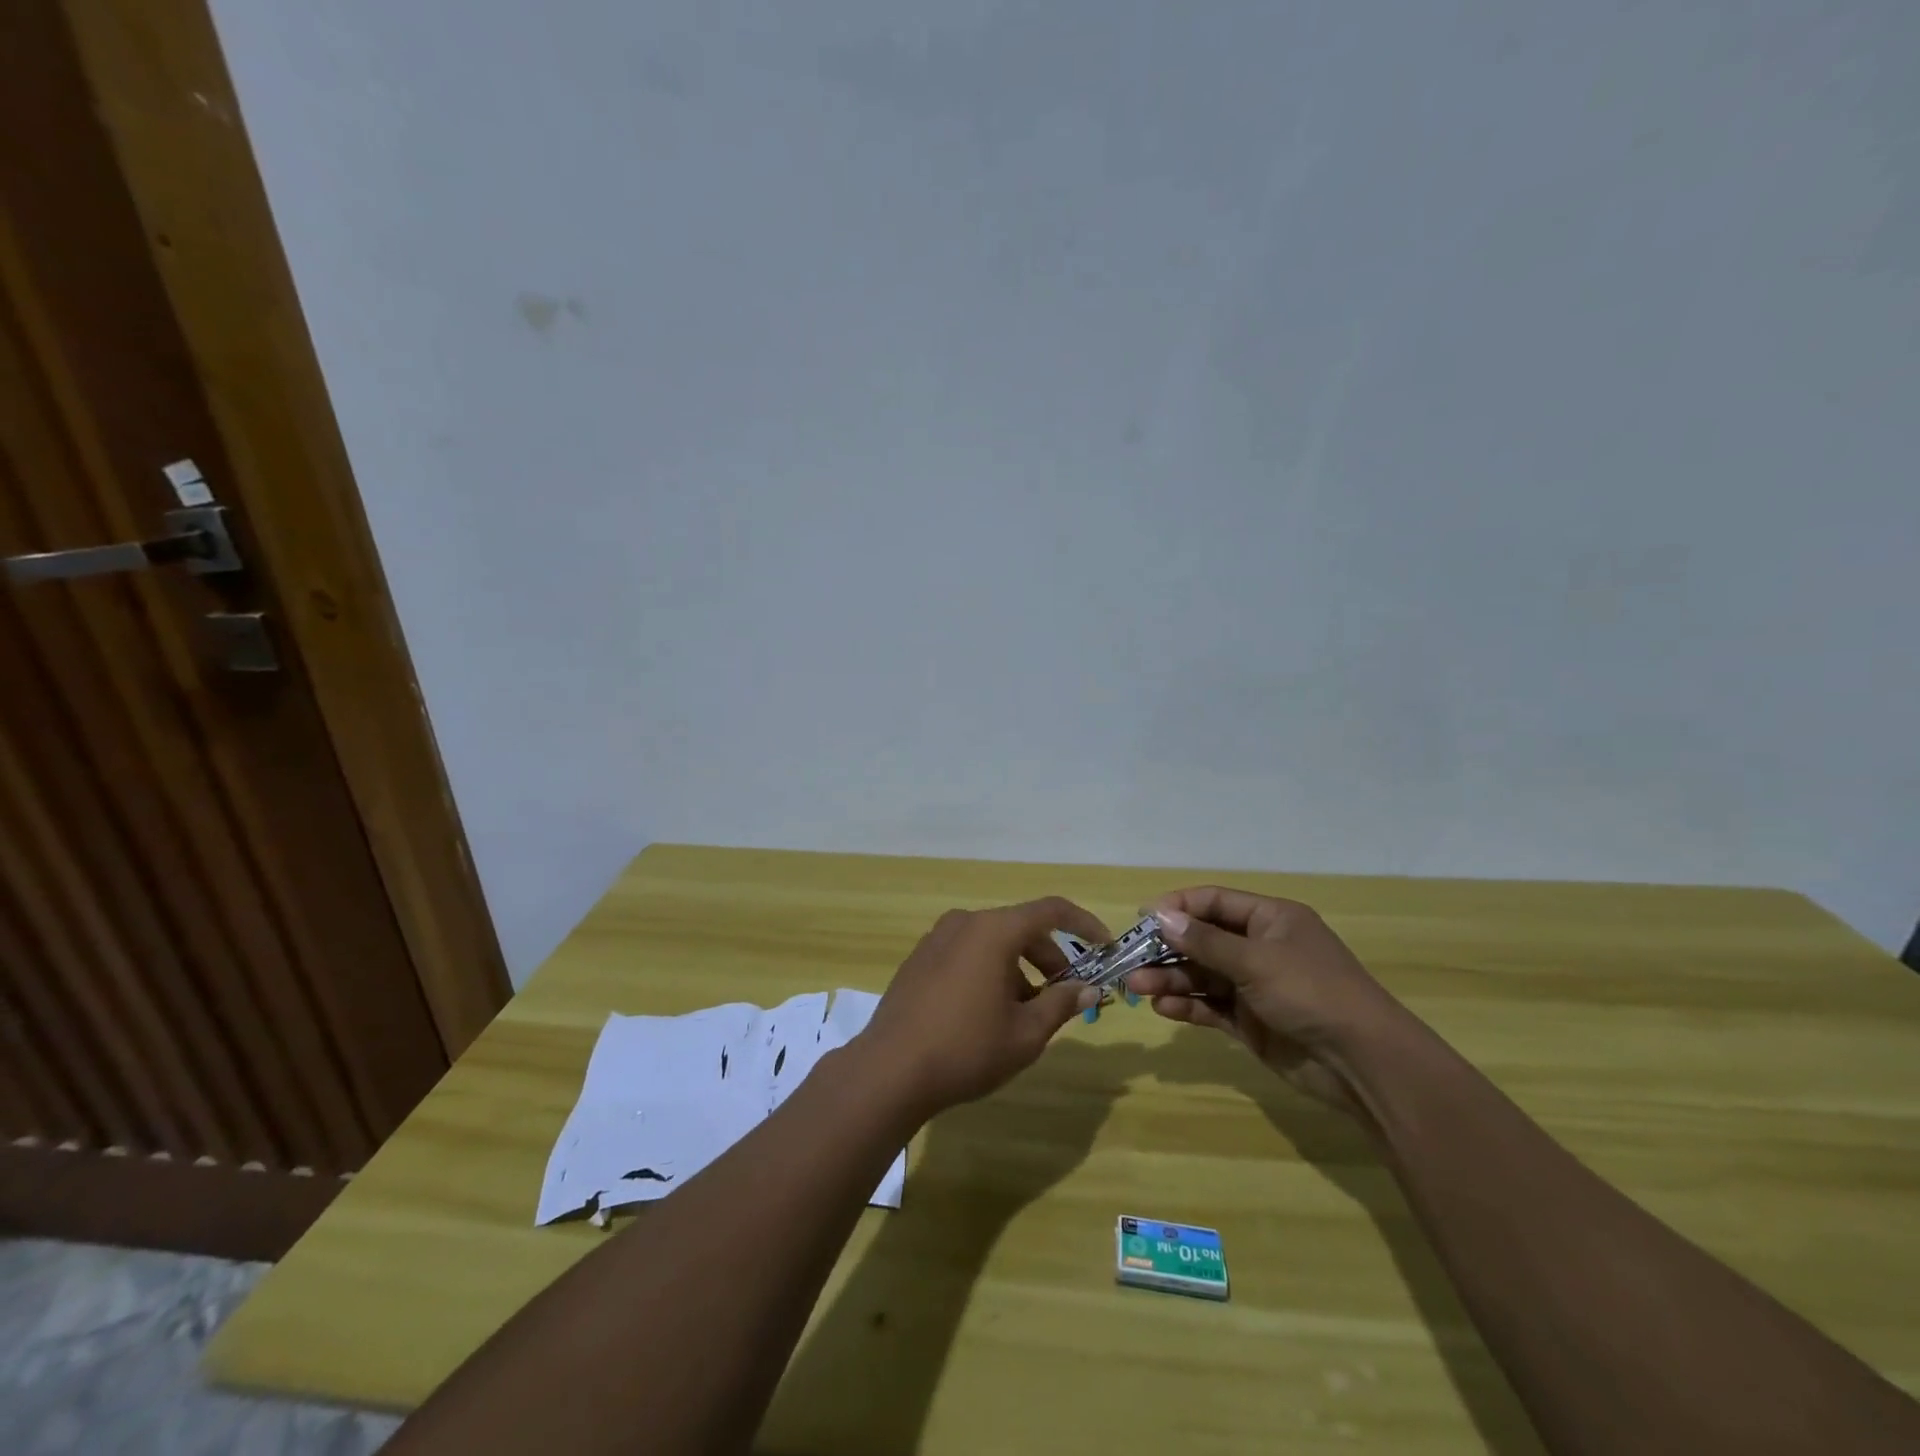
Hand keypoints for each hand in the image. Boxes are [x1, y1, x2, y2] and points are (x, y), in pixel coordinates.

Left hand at [859, 898, 1109, 1117]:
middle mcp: (965, 922)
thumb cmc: (967, 1048)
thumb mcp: (1026, 1033)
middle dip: (1050, 958)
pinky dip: (990, 971)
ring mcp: (937, 938)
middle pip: (1021, 928)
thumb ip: (1062, 1004)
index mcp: (994, 930)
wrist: (890, 1070)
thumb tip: (1090, 988)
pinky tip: (988, 1013)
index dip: (1084, 924)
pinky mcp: (919, 959)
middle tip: (1066, 995)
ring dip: (1019, 969)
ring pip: (993, 942)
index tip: (1105, 946)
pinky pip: (967, 953)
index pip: (1051, 911)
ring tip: (1025, 1014)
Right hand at [1125, 886, 1415, 1118]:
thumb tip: (1159, 916)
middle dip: (1167, 949)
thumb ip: (1205, 941)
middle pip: (1203, 940)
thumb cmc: (1311, 993)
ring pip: (1202, 975)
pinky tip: (1163, 1008)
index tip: (1141, 919)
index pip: (1214, 902)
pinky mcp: (1252, 1022)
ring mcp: (1255, 986)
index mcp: (1270, 919)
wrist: (1363, 1063)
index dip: (1177, 907)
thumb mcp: (1256, 960)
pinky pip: (1211, 1007)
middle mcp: (1261, 948)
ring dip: (1170, 978)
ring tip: (1136, 988)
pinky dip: (1187, 1006)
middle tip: (1129, 960)